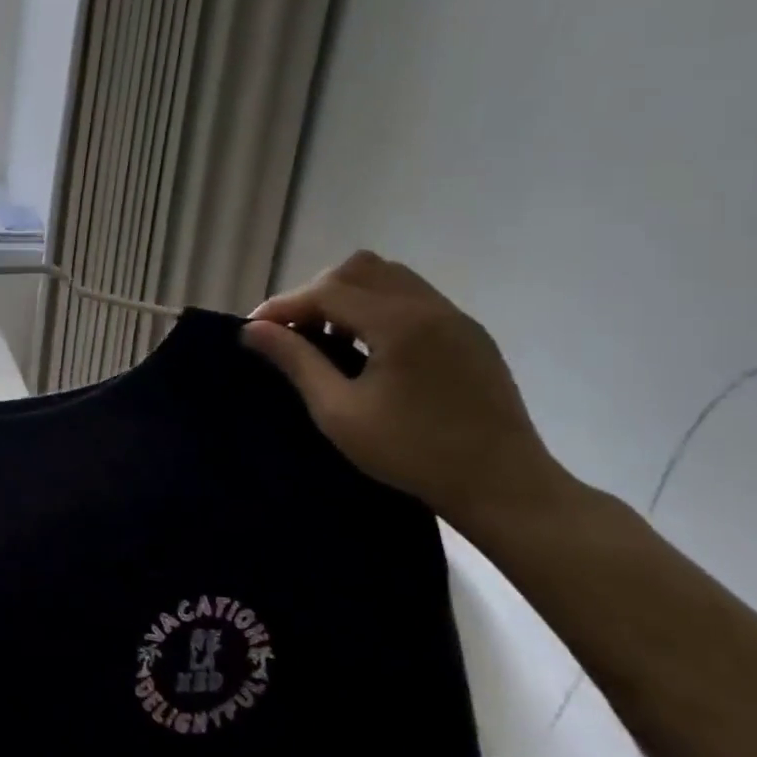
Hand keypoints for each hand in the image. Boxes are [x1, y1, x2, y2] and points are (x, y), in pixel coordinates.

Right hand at [242, 251, 572, 535]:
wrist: (504, 487)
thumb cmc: (413, 453)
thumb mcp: (339, 412)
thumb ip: (296, 361)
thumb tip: (252, 329)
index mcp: (399, 323)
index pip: (327, 290)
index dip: (284, 305)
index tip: (254, 328)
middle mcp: (429, 306)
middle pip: (357, 269)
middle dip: (315, 293)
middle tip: (293, 332)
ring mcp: (454, 317)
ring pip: (387, 276)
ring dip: (348, 295)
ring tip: (328, 336)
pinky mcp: (468, 334)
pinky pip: (412, 297)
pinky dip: (377, 306)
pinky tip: (367, 346)